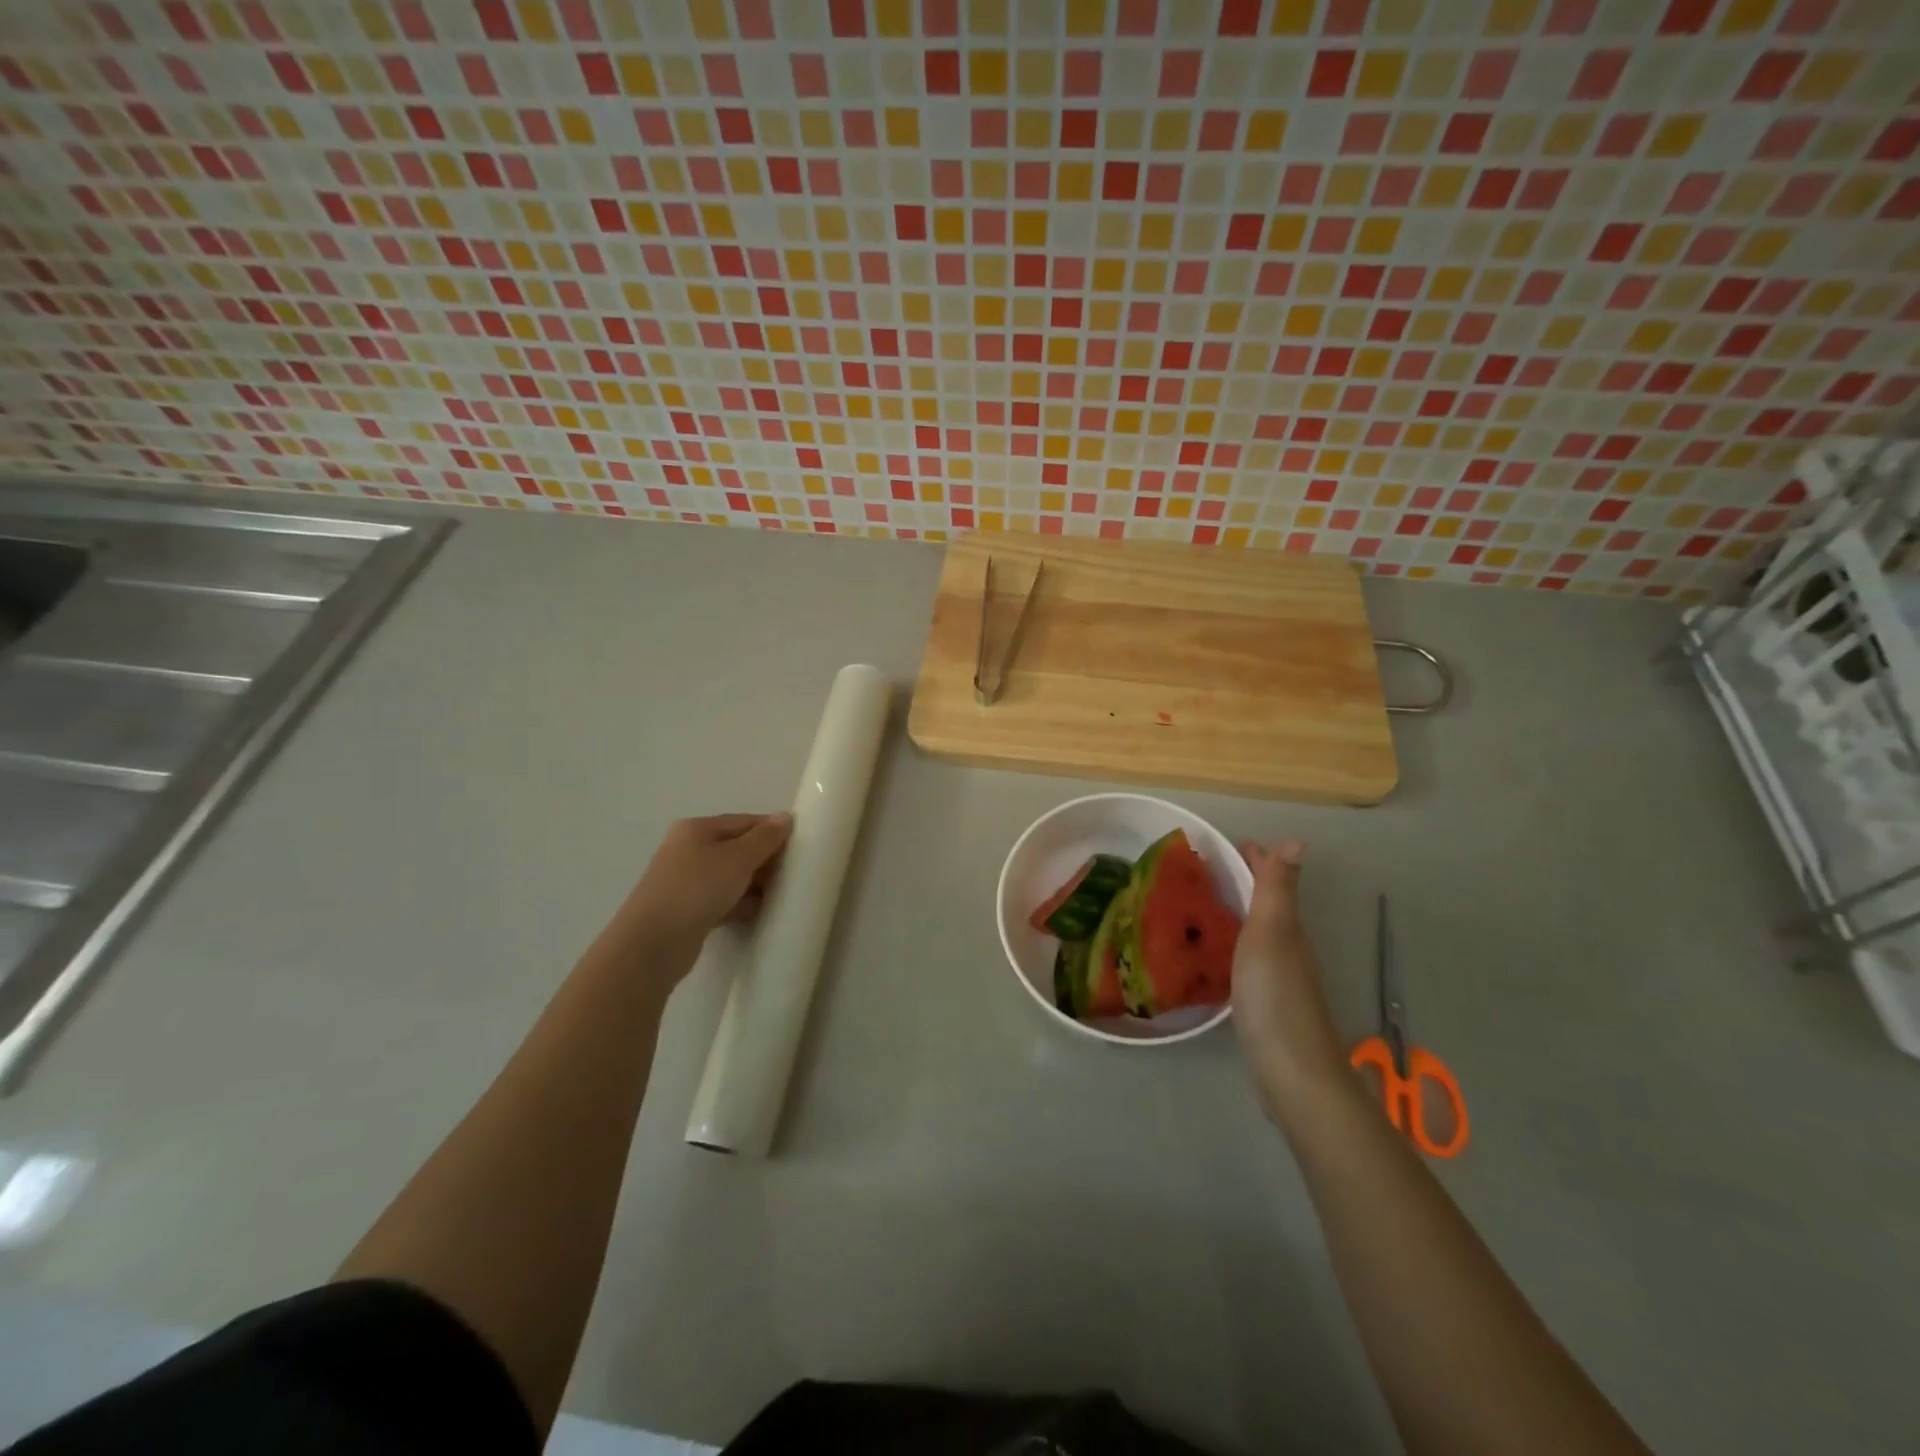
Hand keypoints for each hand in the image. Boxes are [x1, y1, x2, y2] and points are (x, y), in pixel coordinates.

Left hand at [594, 813, 792, 978]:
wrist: (653, 944)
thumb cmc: (697, 889)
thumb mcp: (738, 858)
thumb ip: (765, 838)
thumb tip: (785, 817)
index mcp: (697, 829)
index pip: (745, 822)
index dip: (773, 831)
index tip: (801, 846)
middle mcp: (689, 850)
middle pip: (738, 848)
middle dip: (766, 859)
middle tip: (794, 873)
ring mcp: (686, 881)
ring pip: (731, 876)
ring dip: (756, 883)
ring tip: (782, 894)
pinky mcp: (688, 909)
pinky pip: (724, 899)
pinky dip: (742, 903)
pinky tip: (760, 912)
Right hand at [1233, 841, 1346, 1118]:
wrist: (1290, 1068)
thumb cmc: (1275, 993)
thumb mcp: (1272, 932)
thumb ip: (1278, 890)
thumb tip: (1297, 840)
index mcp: (1287, 927)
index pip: (1273, 882)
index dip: (1256, 860)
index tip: (1229, 844)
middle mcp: (1287, 947)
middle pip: (1267, 905)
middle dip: (1245, 883)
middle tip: (1207, 871)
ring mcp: (1278, 978)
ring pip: (1258, 932)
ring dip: (1239, 914)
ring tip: (1205, 905)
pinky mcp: (1265, 1004)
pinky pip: (1247, 959)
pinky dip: (1234, 945)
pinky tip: (1214, 954)